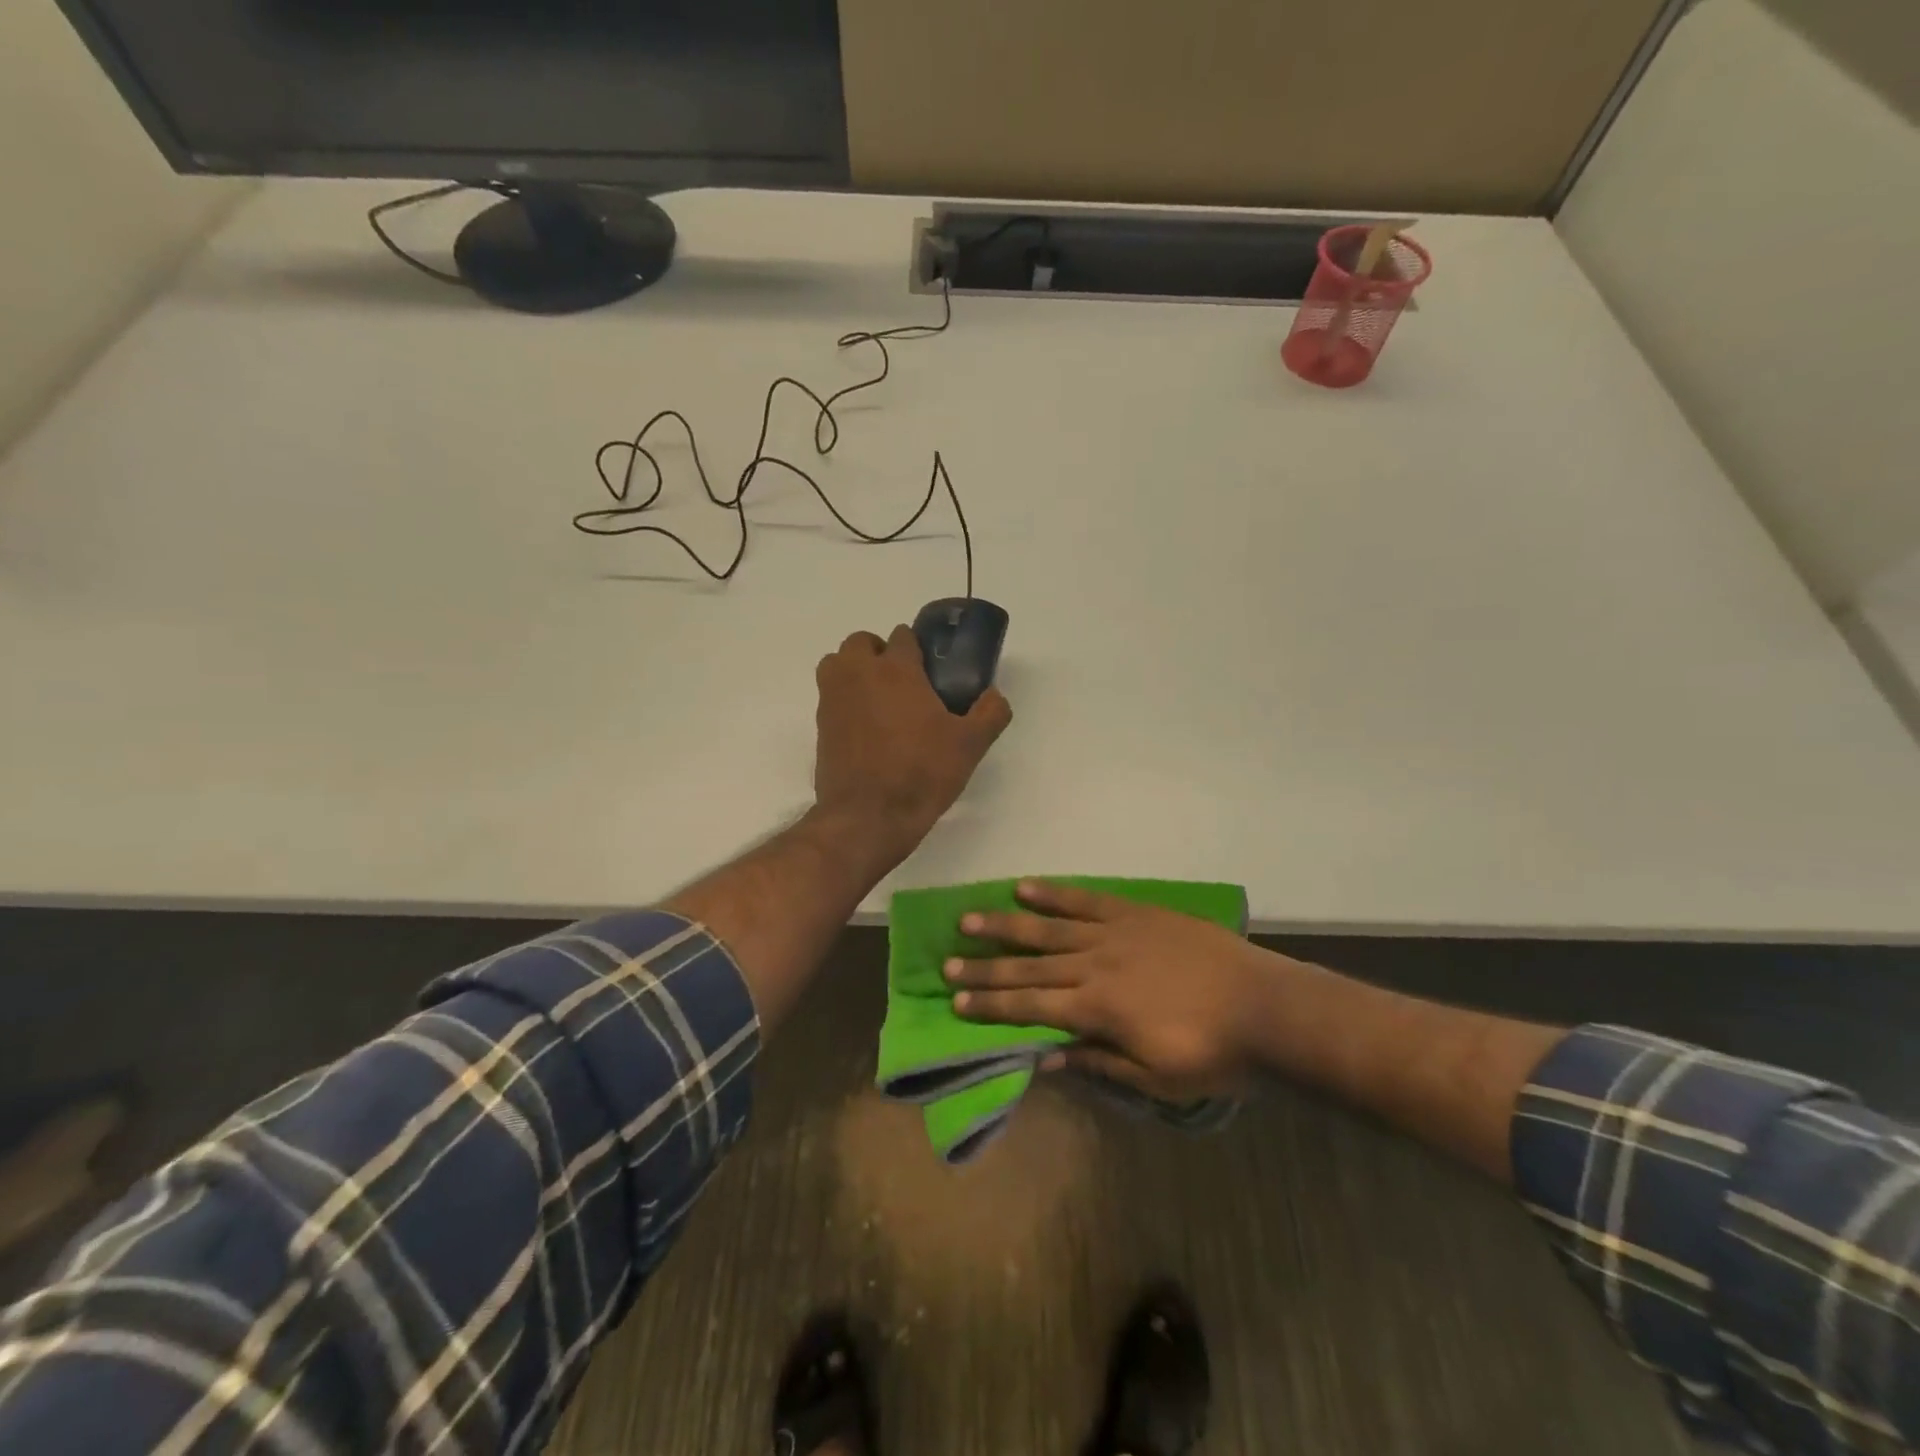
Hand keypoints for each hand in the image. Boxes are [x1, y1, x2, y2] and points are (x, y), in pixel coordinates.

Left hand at [814, 625, 1011, 862]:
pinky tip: (867, 730)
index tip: (931, 670)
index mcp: (896, 669)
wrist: (868, 816)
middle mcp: (858, 674)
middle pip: (862, 643)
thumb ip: (990, 713)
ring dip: (855, 671)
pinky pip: (831, 697)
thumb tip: (995, 696)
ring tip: (880, 701)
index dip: (918, 649)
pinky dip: (845, 701)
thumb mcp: (970, 745)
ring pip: (838, 664)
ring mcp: (833, 699)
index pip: (903, 636)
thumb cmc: (921, 773)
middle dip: (880, 653)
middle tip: (903, 682)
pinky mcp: (819, 726)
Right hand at [946, 881, 1284, 1099]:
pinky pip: (1087, 900)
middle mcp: (1094, 966)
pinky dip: (1055, 893)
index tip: (956, 1004)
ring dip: (1006, 925)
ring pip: (1048, 928)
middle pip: (1028, 966)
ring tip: (969, 920)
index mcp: (1097, 1010)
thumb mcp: (1155, 1079)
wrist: (1266, 1008)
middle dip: (984, 968)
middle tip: (946, 964)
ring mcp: (1114, 934)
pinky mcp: (1136, 913)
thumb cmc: (1212, 1055)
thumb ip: (1098, 1062)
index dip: (991, 1006)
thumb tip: (1045, 1058)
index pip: (1030, 1007)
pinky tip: (1026, 887)